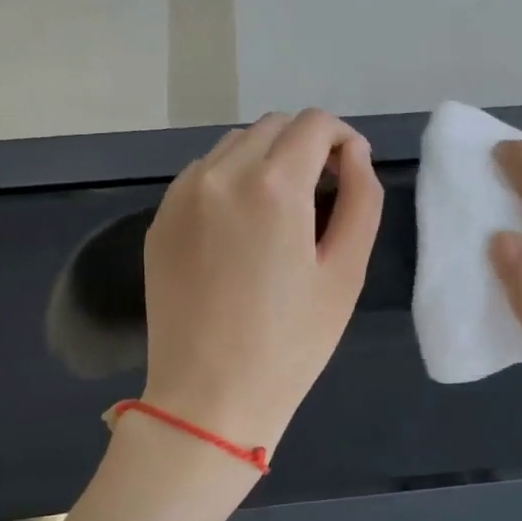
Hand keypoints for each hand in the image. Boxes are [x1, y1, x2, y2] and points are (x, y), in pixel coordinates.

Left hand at [141, 109, 382, 456]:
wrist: (209, 396)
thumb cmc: (291, 341)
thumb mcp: (346, 272)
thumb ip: (361, 199)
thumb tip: (354, 153)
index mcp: (273, 185)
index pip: (313, 124)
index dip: (341, 138)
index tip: (350, 170)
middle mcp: (220, 174)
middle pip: (273, 126)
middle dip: (305, 145)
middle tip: (323, 193)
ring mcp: (182, 195)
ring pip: (235, 145)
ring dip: (267, 159)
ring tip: (282, 211)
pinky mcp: (161, 219)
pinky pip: (203, 175)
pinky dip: (232, 180)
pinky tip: (243, 227)